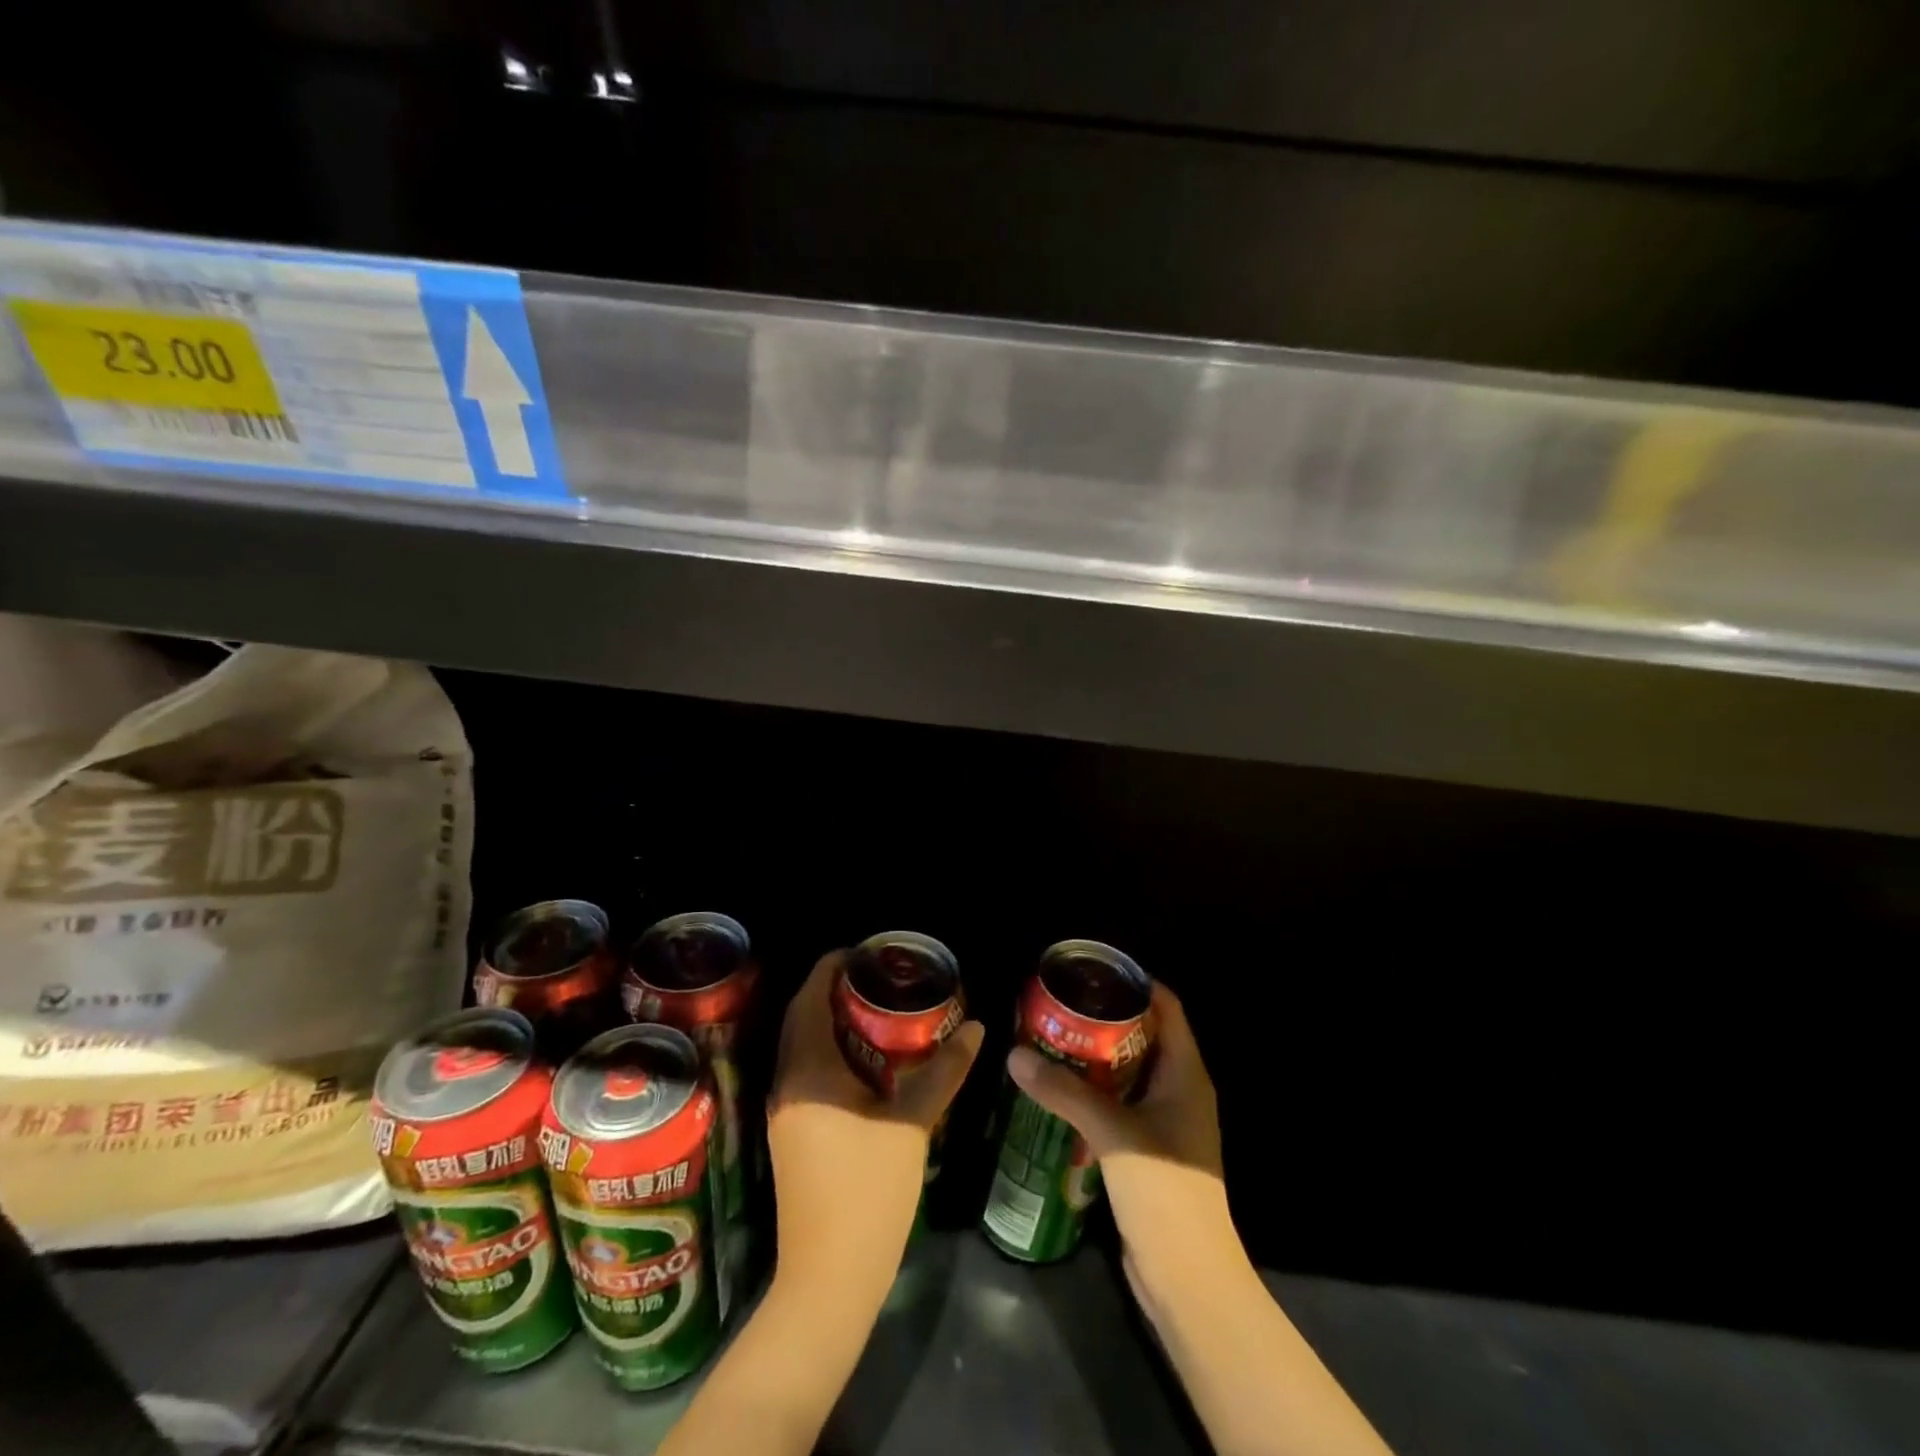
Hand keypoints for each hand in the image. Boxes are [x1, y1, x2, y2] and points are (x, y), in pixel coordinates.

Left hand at [769, 951, 983, 1288]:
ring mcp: (784, 1111)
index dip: (831, 967)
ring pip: (802, 1046)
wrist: (828, 1279)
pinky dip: (830, 1051)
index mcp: (808, 1070)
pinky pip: (806, 1072)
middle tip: (875, 976)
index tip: (863, 952)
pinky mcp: (791, 1133)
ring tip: (874, 1008)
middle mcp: (787, 1082)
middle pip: (801, 1018)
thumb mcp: (912, 1124)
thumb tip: (977, 1028)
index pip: (809, 998)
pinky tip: (865, 1060)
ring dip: (830, 1021)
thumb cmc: (868, 1193)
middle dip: (831, 990)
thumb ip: (943, 1071)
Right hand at [1006, 982, 1233, 1294]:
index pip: (1167, 1009)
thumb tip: (1015, 1054)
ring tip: (1052, 1038)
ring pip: (1129, 1073)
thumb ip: (1063, 1091)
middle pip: (1145, 1037)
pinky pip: (1120, 1105)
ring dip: (1096, 1057)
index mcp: (1186, 1075)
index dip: (1136, 984)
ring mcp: (1166, 1124)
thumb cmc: (1164, 1193)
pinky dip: (1094, 1092)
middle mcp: (1180, 1091)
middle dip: (1105, 1018)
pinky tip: (1058, 1091)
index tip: (1093, 970)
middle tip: (1061, 1004)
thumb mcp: (1111, 1132)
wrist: (1189, 1280)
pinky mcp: (1149, 1152)